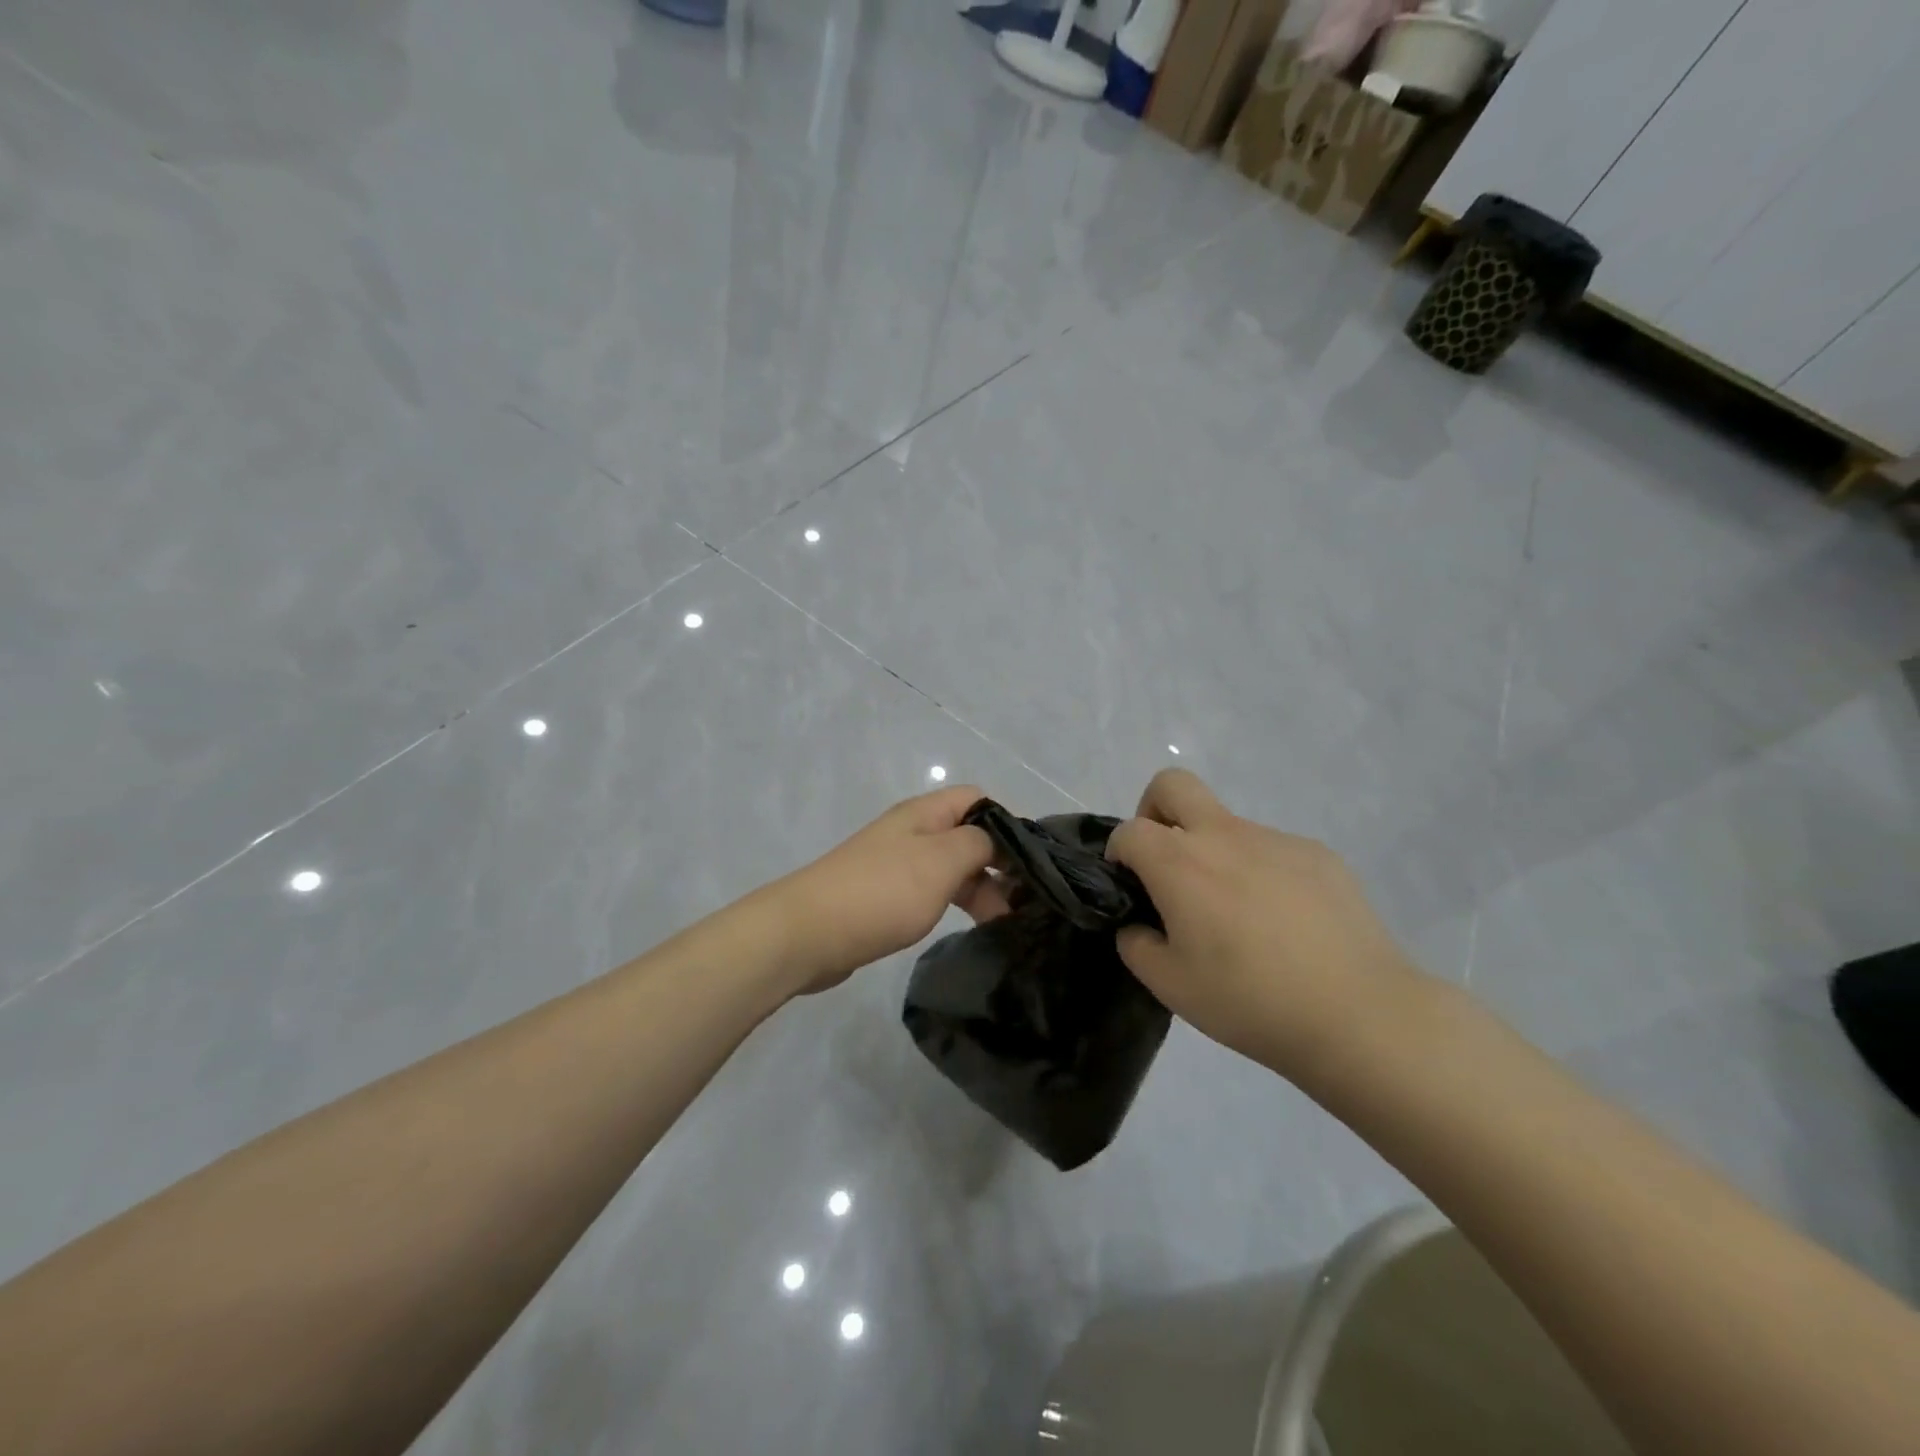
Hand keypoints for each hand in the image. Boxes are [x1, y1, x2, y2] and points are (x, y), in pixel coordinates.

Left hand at [771, 786, 1012, 994]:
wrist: (808, 932)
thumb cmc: (882, 892)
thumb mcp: (942, 861)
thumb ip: (979, 844)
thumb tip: (996, 843)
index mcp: (924, 813)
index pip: (978, 799)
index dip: (1007, 825)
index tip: (1028, 864)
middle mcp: (911, 831)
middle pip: (966, 835)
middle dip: (997, 863)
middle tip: (1021, 903)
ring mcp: (895, 863)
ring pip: (950, 867)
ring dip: (977, 888)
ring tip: (1001, 923)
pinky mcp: (884, 895)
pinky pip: (929, 891)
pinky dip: (951, 903)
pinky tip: (964, 926)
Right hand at [1106, 769, 1427, 1079]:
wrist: (1359, 1013)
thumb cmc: (1250, 1000)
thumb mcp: (1170, 986)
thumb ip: (1137, 945)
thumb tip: (1139, 925)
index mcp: (1180, 863)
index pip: (1129, 831)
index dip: (1118, 854)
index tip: (1131, 888)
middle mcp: (1223, 835)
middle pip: (1173, 785)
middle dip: (1155, 810)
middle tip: (1167, 862)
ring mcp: (1275, 839)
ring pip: (1227, 825)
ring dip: (1215, 854)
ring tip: (1241, 918)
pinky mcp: (1318, 854)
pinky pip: (1272, 850)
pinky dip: (1262, 873)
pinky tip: (1285, 923)